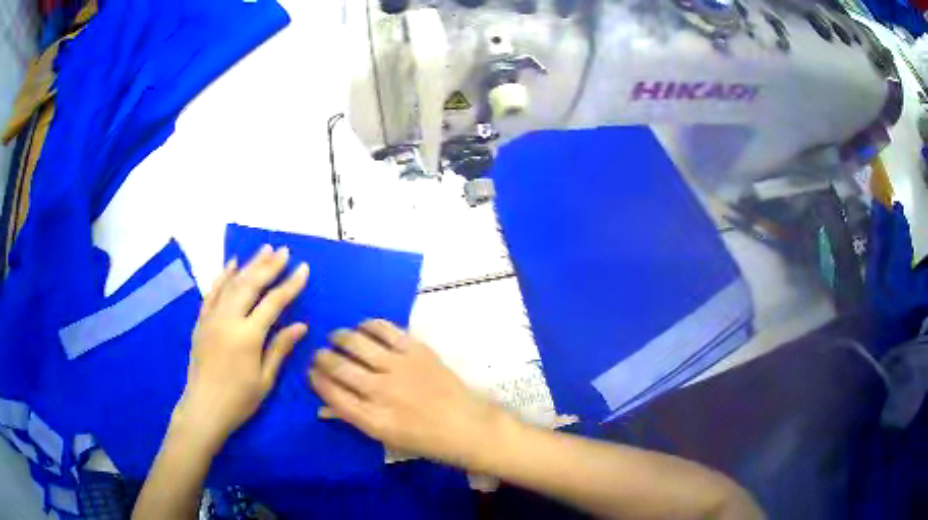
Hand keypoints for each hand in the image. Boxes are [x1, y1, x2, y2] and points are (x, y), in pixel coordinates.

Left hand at [174, 245, 309, 451]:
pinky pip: (212, 292)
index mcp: (247, 336)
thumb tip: (301, 325)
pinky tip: (231, 264)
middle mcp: (228, 320)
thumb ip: (280, 348)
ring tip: (264, 249)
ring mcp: (212, 318)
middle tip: (283, 251)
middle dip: (269, 266)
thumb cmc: (239, 400)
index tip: (304, 269)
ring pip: (232, 283)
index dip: (290, 285)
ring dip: (249, 265)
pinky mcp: (201, 321)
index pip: (273, 303)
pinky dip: (222, 276)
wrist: (204, 408)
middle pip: (250, 285)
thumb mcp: (265, 379)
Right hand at [309, 320, 506, 467]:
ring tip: (335, 338)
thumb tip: (322, 406)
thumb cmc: (426, 440)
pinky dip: (368, 325)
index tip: (311, 372)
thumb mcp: (386, 438)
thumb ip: (353, 418)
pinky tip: (362, 327)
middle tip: (319, 355)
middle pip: (338, 367)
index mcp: (372, 419)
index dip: (315, 379)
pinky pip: (385, 329)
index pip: (331, 393)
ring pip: (356, 343)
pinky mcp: (417, 350)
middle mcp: (381, 391)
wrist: (468, 426)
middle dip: (321, 358)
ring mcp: (399, 367)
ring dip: (339, 338)